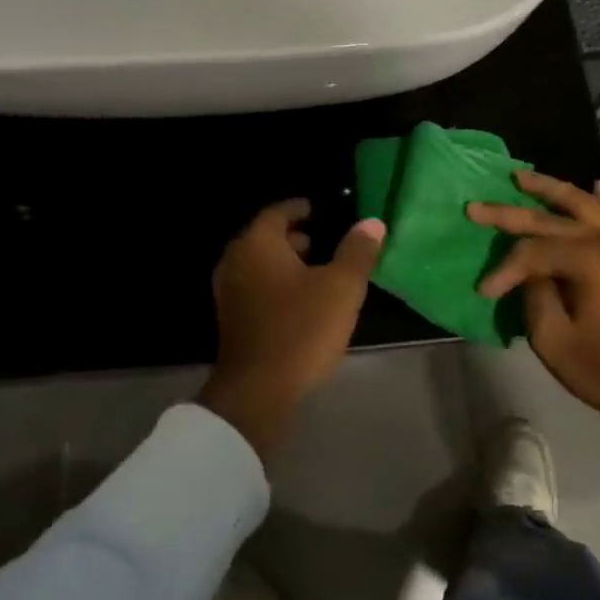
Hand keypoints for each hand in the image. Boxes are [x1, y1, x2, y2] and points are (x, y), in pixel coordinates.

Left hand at [199, 201, 386, 455]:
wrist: (257, 391)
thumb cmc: (301, 329)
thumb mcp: (341, 288)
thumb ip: (357, 252)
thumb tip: (372, 223)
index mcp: (257, 244)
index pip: (277, 212)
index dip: (299, 208)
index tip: (319, 209)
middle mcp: (236, 260)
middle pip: (265, 237)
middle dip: (294, 236)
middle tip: (324, 240)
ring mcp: (228, 291)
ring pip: (259, 264)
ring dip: (285, 262)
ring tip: (317, 271)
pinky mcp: (230, 319)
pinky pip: (254, 286)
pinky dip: (275, 283)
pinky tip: (300, 302)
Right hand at [467, 173, 599, 413]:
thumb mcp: (554, 339)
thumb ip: (534, 294)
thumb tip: (529, 272)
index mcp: (590, 259)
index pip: (533, 251)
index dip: (504, 268)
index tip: (484, 290)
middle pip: (552, 219)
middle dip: (510, 213)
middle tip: (476, 206)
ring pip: (586, 203)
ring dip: (552, 189)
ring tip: (521, 177)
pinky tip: (595, 185)